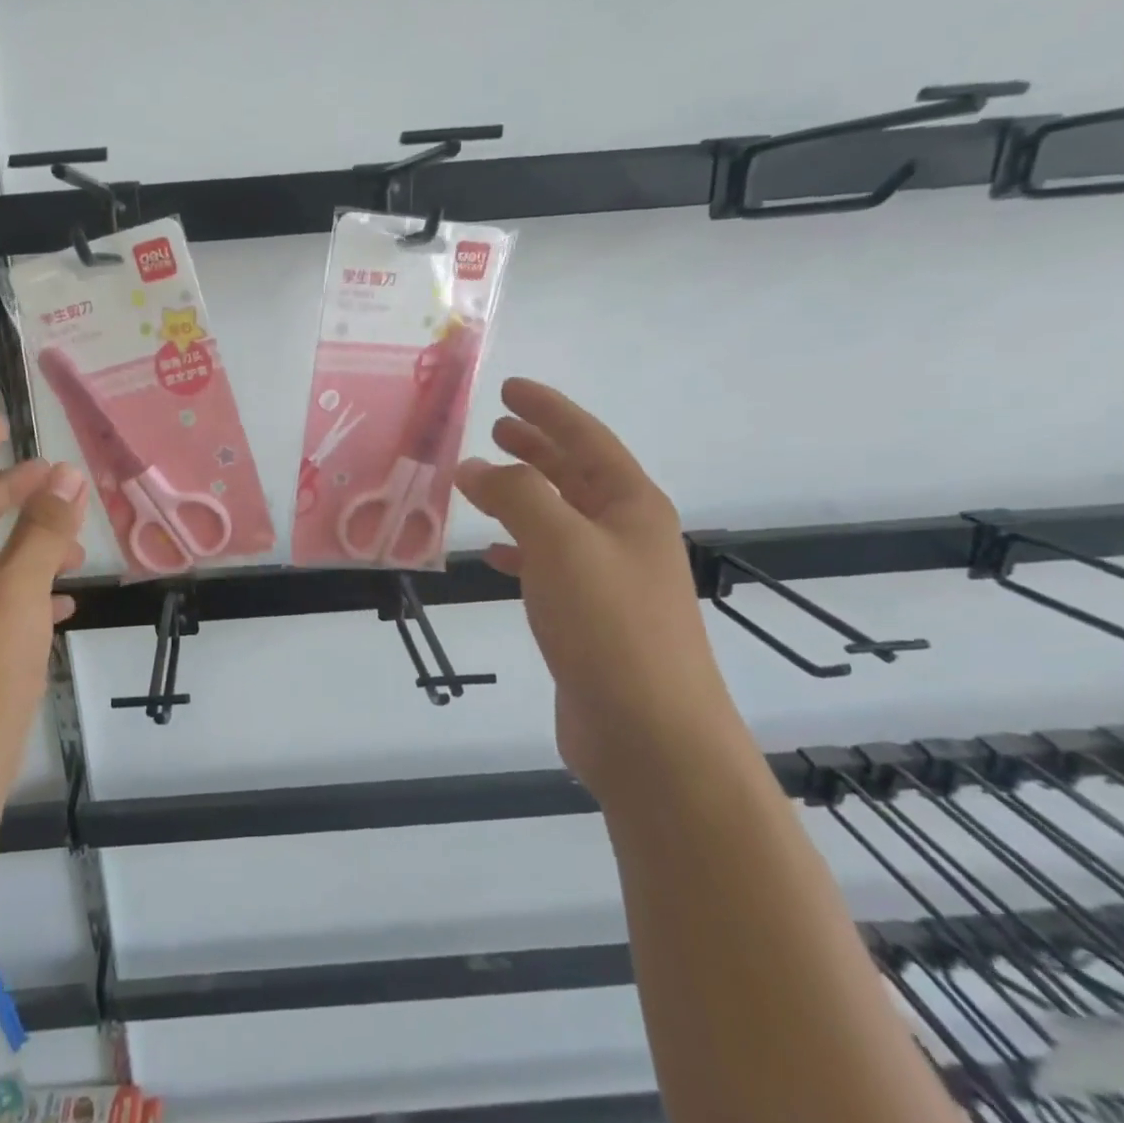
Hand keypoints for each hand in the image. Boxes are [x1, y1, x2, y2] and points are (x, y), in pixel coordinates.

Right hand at [455, 379, 739, 796]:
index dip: (548, 410)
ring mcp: (608, 578)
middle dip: (537, 447)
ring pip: (559, 519)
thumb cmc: (610, 626)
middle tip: (495, 427)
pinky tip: (492, 554)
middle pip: (576, 475)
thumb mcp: (560, 544)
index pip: (586, 439)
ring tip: (483, 481)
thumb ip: (516, 496)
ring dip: (524, 495)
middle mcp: (624, 534)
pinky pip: (547, 565)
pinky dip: (519, 550)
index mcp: (631, 506)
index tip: (509, 389)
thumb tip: (474, 466)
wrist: (649, 733)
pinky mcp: (588, 618)